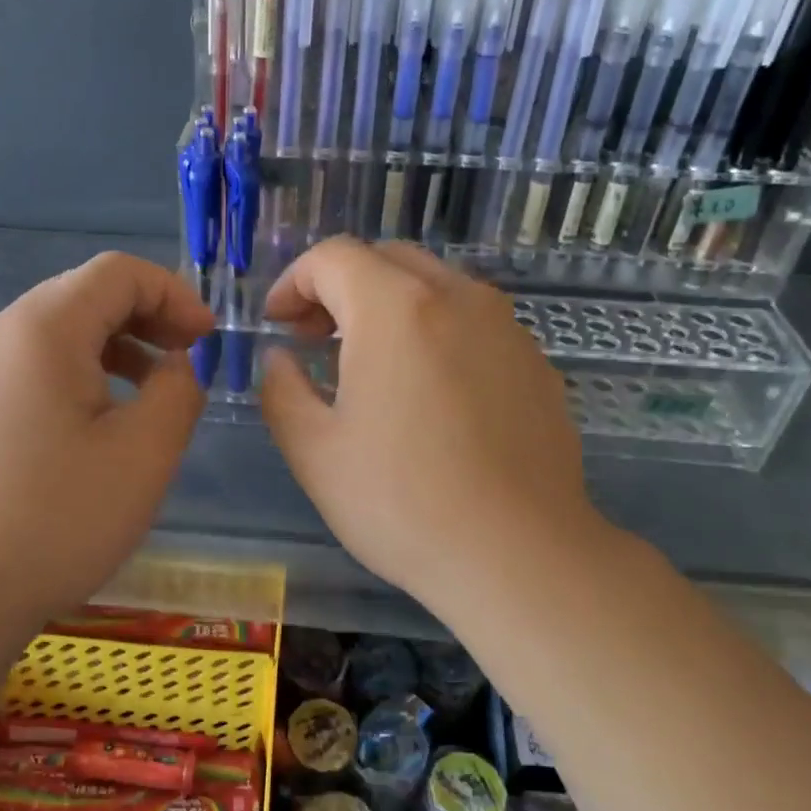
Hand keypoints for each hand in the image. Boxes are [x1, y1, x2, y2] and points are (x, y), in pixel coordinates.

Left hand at [0, 252, 212, 636]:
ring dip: (117, 346)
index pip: (118, 273)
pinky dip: (82, 372)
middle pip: (85, 294)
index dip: (175, 295)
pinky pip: (35, 365)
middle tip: (189, 360)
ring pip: (60, 331)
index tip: (208, 342)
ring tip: (155, 391)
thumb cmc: (59, 518)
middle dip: (148, 317)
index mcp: (41, 328)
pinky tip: (103, 420)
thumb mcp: (145, 452)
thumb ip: (179, 389)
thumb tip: (177, 365)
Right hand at [260, 238, 611, 623]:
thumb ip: (281, 389)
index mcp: (395, 308)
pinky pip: (472, 323)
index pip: (333, 257)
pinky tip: (428, 394)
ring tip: (368, 366)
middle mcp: (456, 297)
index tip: (276, 325)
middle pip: (385, 260)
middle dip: (338, 289)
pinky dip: (434, 332)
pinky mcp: (534, 362)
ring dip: (387, 307)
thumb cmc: (402, 502)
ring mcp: (506, 327)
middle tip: (314, 340)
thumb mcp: (314, 451)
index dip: (292, 282)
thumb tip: (281, 359)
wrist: (519, 554)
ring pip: (433, 286)